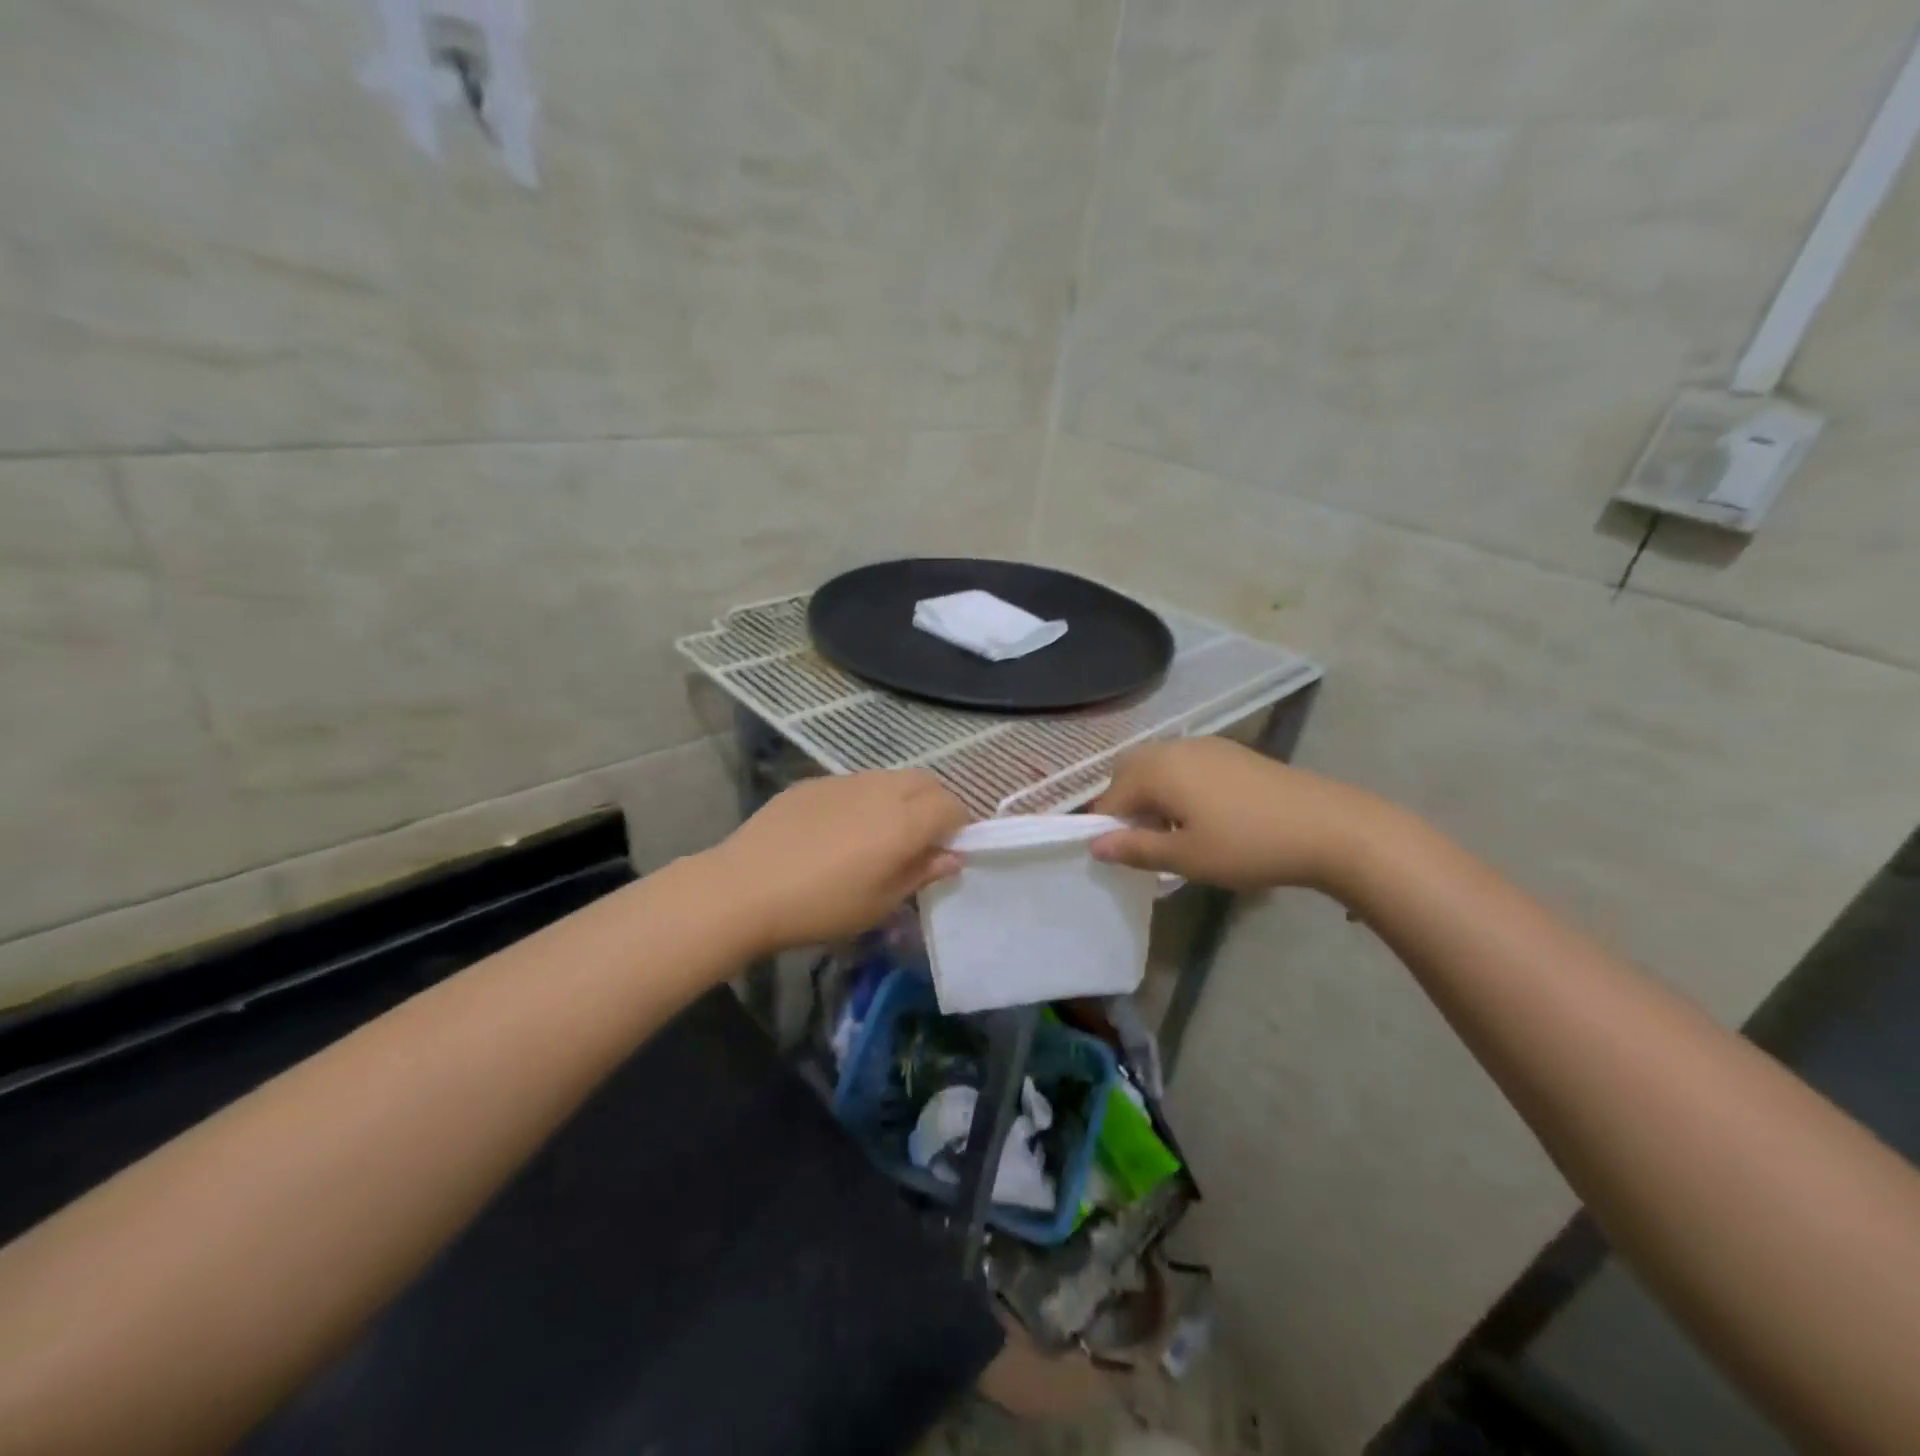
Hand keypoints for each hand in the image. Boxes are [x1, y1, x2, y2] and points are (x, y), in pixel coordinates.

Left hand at [710, 770, 968, 952]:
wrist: (744, 888)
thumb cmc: (822, 906)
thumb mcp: (880, 903)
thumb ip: (921, 873)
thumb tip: (952, 857)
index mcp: (905, 820)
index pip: (952, 806)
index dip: (958, 826)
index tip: (946, 851)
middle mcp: (881, 790)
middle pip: (926, 781)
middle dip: (934, 804)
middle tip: (920, 840)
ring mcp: (845, 781)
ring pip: (890, 778)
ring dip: (900, 798)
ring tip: (879, 834)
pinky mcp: (814, 782)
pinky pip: (855, 783)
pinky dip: (865, 799)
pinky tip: (838, 830)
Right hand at [1089, 738, 1385, 893]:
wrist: (1328, 827)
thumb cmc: (1248, 845)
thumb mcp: (1186, 857)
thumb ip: (1135, 848)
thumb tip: (1094, 845)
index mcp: (1157, 770)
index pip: (1111, 797)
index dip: (1108, 828)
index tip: (1123, 858)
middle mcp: (1175, 748)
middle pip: (1131, 771)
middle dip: (1127, 804)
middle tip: (1146, 841)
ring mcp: (1206, 746)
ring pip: (1159, 765)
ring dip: (1153, 794)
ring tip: (1175, 832)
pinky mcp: (1232, 751)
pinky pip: (1186, 764)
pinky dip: (1178, 785)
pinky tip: (1205, 815)